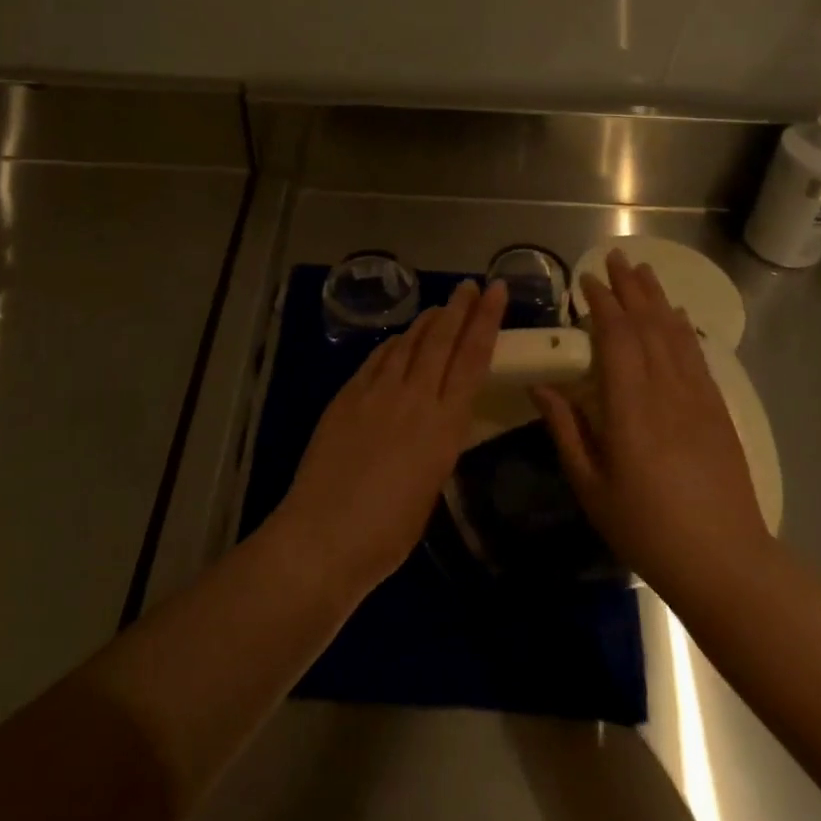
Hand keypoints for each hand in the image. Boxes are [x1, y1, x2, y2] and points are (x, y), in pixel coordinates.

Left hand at [275, 278, 506, 593]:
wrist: (325, 535)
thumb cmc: (388, 532)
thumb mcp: (431, 485)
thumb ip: (437, 443)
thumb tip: (435, 421)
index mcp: (445, 424)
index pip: (473, 358)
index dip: (486, 320)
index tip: (496, 290)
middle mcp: (414, 397)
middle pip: (441, 340)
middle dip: (459, 308)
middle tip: (470, 285)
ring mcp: (376, 393)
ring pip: (407, 343)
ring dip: (426, 322)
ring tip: (439, 308)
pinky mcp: (346, 396)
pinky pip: (376, 359)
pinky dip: (392, 344)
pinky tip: (397, 339)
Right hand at [533, 251, 770, 602]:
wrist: (724, 560)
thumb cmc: (646, 527)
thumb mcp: (591, 486)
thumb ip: (566, 430)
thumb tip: (541, 387)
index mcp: (629, 407)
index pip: (615, 337)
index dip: (601, 303)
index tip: (585, 280)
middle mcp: (665, 390)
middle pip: (647, 324)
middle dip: (629, 288)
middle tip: (614, 257)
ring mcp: (696, 397)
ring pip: (674, 334)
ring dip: (657, 298)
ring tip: (643, 270)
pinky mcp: (717, 410)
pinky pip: (697, 356)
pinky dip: (684, 330)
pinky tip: (677, 316)